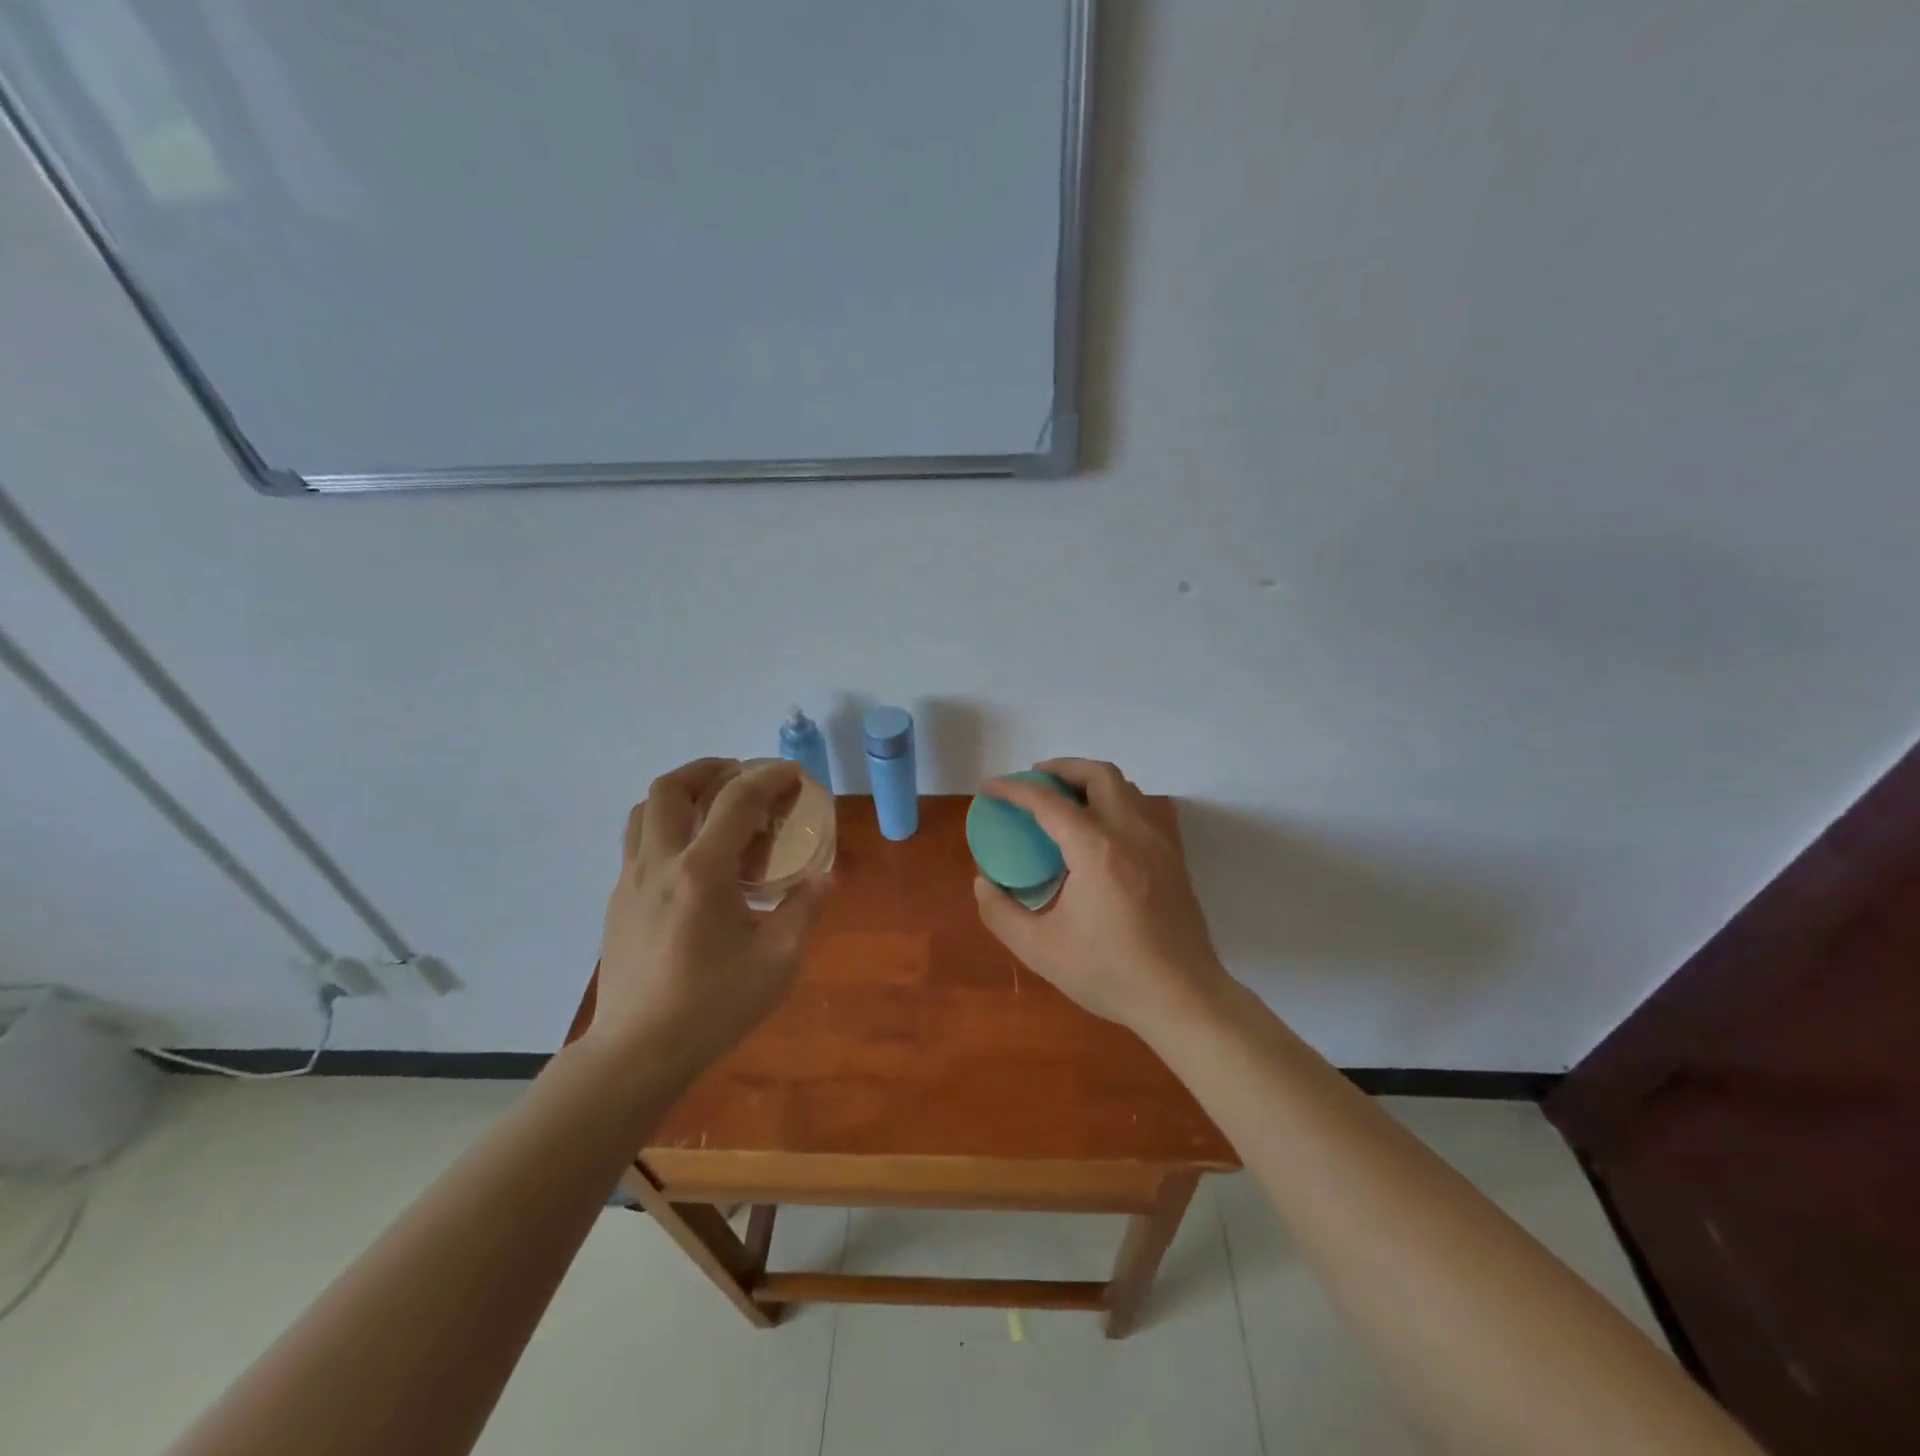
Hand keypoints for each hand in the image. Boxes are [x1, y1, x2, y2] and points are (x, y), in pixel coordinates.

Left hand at [593, 758, 828, 1079]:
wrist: (637, 1053)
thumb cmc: (712, 1006)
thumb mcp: (778, 962)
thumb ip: (803, 911)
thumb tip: (824, 879)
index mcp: (702, 872)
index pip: (737, 801)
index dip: (768, 777)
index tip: (792, 774)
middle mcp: (660, 863)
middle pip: (671, 788)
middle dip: (710, 769)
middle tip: (741, 776)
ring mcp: (630, 882)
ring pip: (643, 812)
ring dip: (679, 794)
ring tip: (711, 807)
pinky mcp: (617, 903)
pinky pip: (637, 844)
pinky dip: (665, 828)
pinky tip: (691, 862)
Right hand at [973, 758, 1229, 1035]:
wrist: (1183, 999)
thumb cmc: (1110, 974)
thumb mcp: (1041, 951)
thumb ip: (1001, 913)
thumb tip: (983, 882)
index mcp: (1096, 850)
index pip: (1048, 801)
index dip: (1014, 788)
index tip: (990, 787)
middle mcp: (1131, 833)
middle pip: (1099, 774)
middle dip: (1061, 768)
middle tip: (1034, 782)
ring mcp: (1158, 843)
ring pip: (1125, 788)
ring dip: (1090, 782)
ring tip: (1063, 801)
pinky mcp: (1172, 858)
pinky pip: (1140, 810)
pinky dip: (1112, 802)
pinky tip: (1096, 833)